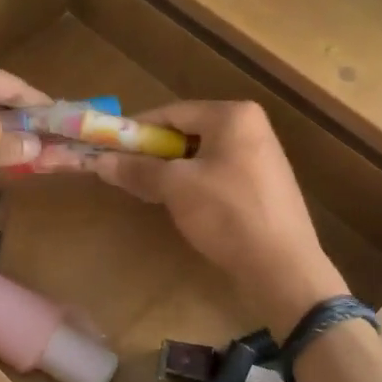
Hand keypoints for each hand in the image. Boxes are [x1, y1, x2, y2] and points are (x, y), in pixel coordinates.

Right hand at [78, 101, 347, 334]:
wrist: (284, 268)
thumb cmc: (228, 214)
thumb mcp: (175, 188)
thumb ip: (137, 169)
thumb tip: (98, 161)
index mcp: (232, 115)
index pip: (171, 112)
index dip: (135, 130)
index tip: (108, 147)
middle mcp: (250, 126)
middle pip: (186, 132)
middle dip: (153, 152)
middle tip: (124, 172)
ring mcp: (260, 156)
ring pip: (201, 155)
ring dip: (171, 170)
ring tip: (147, 191)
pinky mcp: (263, 184)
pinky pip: (218, 172)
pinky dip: (194, 183)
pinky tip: (180, 205)